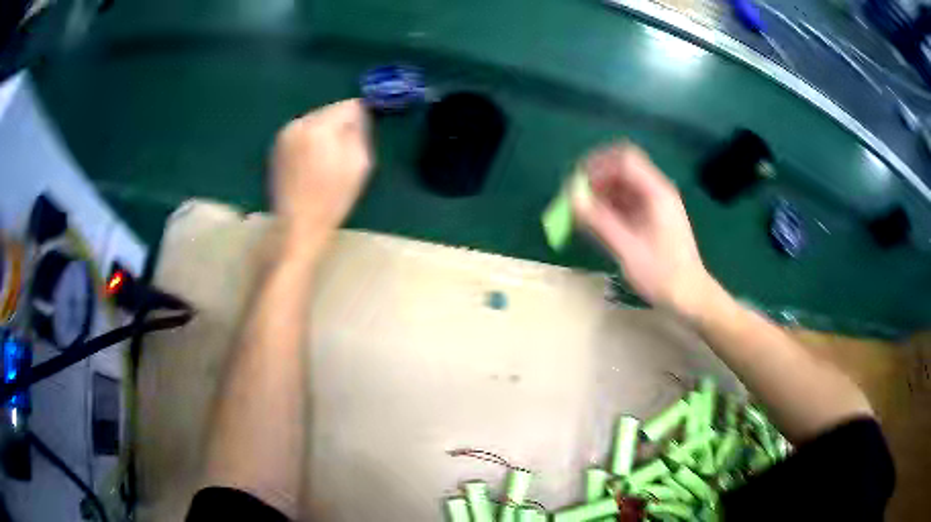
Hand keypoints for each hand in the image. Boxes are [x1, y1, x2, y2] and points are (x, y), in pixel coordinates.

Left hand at [271, 99, 372, 255]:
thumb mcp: (359, 163)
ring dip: (323, 132)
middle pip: (328, 111)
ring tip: (328, 158)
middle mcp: (298, 124)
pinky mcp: (276, 148)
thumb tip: (358, 113)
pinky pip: (300, 133)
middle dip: (339, 124)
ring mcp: (284, 136)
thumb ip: (359, 131)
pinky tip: (312, 163)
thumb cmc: (333, 197)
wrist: (297, 225)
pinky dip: (309, 141)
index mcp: (319, 127)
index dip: (359, 117)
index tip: (364, 133)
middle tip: (346, 148)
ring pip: (313, 121)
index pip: (347, 105)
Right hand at [573, 143, 712, 314]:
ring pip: (622, 185)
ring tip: (583, 216)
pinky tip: (598, 225)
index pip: (624, 159)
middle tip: (576, 201)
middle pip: (622, 169)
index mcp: (656, 193)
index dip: (598, 165)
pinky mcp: (651, 217)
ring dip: (600, 195)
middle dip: (596, 180)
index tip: (577, 184)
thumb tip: (571, 197)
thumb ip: (599, 221)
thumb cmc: (662, 275)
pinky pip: (626, 201)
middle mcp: (657, 191)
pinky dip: (609, 208)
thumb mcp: (628, 249)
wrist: (689, 296)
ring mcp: (655, 204)